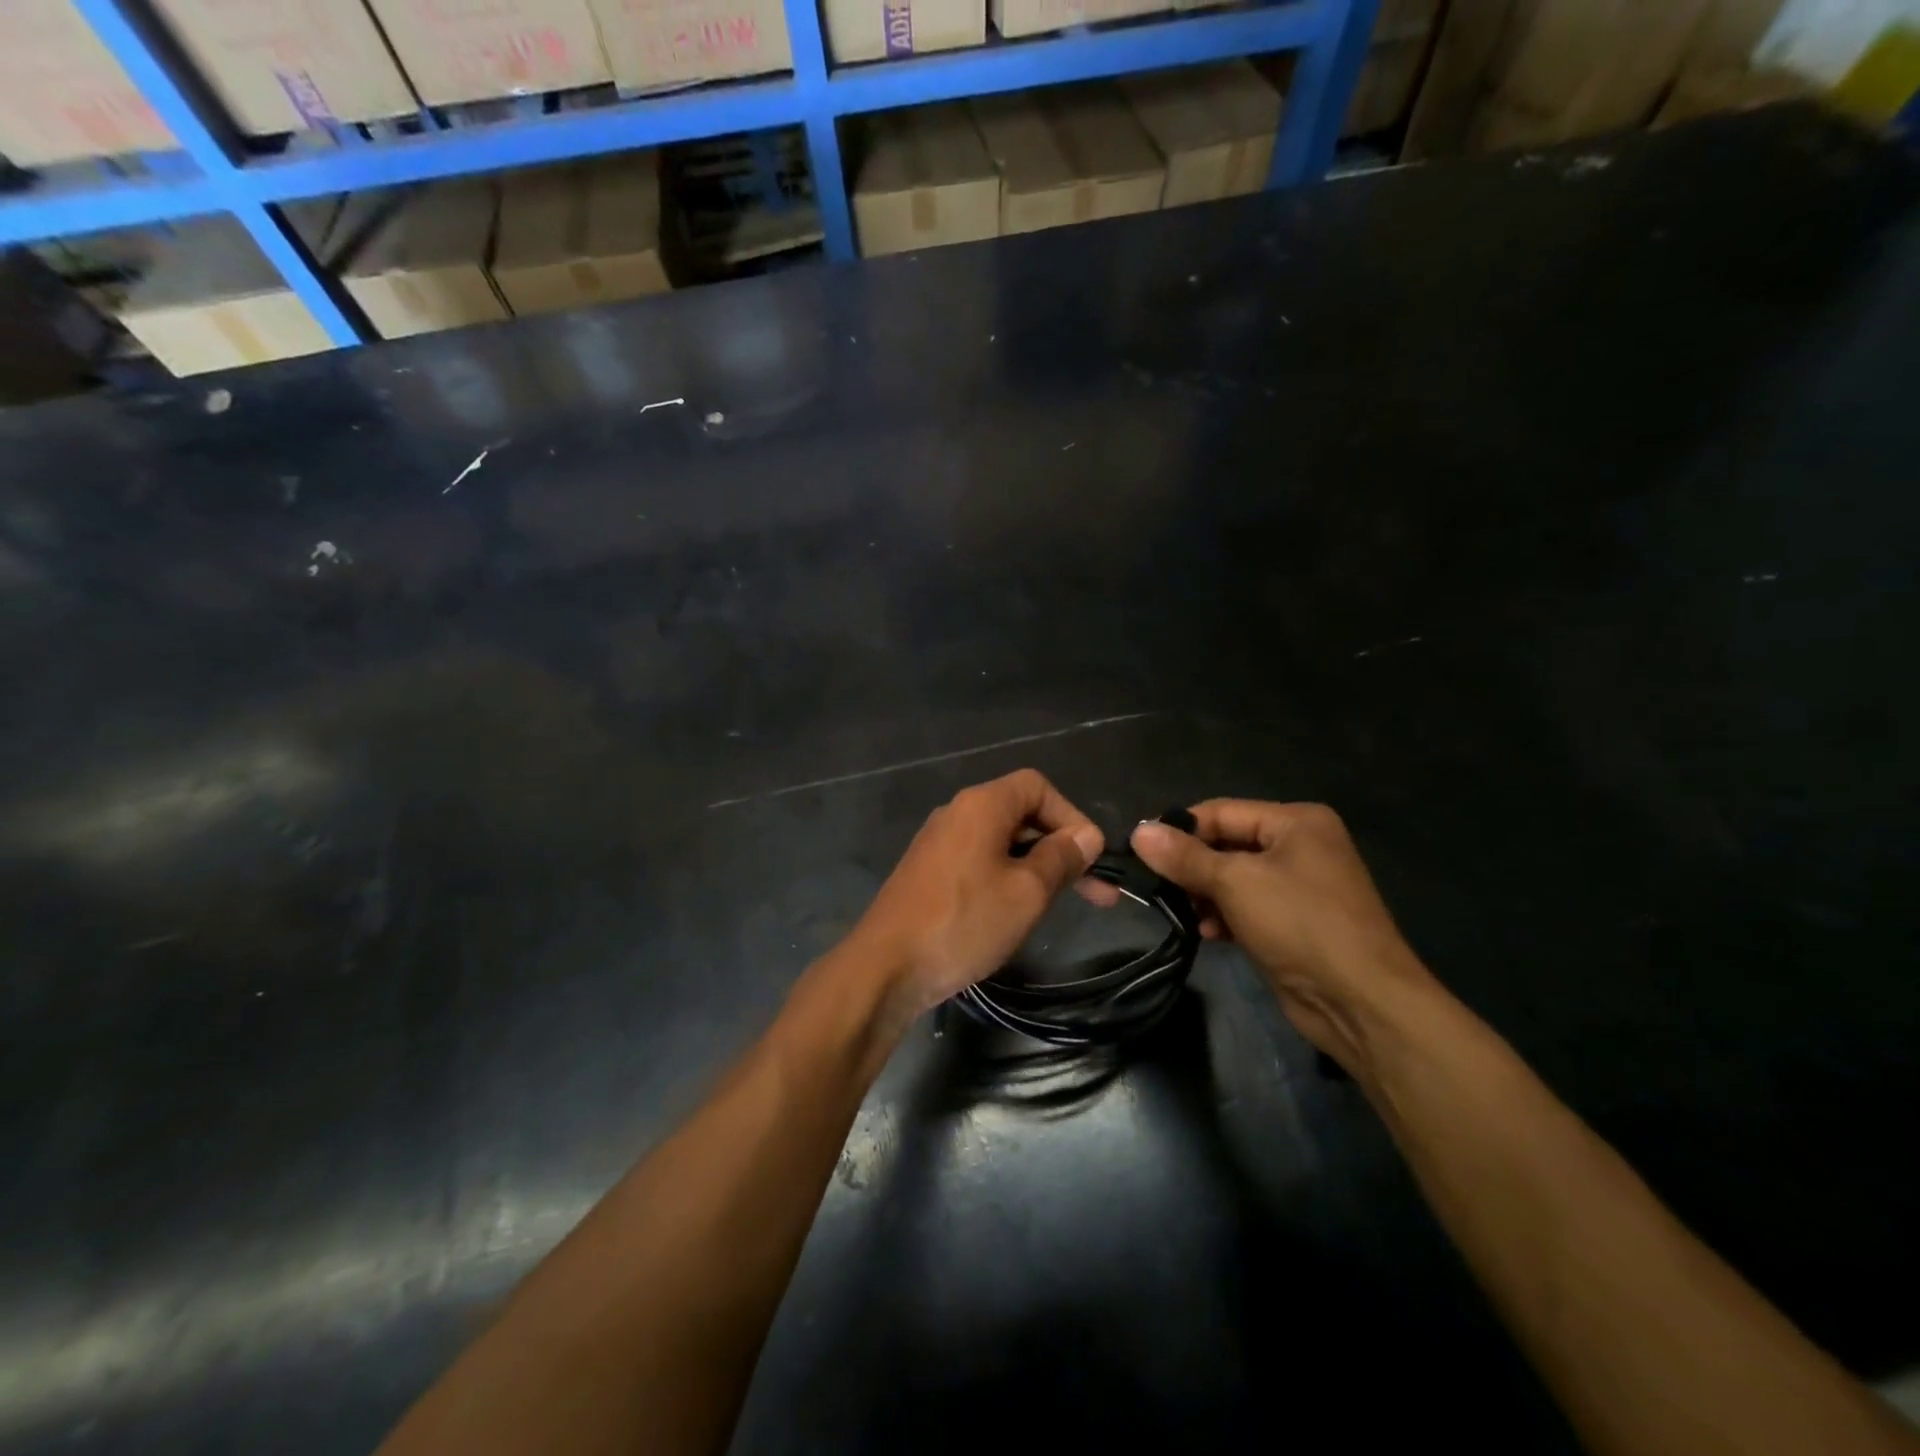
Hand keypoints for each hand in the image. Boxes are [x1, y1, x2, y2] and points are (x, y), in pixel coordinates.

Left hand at [851, 769, 1103, 1019]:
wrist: (885, 967)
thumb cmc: (964, 922)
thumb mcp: (1027, 892)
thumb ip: (1061, 858)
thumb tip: (1086, 836)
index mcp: (981, 805)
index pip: (1037, 786)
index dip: (1071, 815)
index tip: (1091, 856)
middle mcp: (957, 814)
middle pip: (1021, 813)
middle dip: (1061, 848)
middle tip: (1097, 891)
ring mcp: (938, 844)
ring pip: (1001, 842)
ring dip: (1037, 866)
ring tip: (1062, 904)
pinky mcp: (928, 873)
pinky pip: (979, 862)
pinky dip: (1007, 878)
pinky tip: (1017, 911)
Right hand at [1126, 801, 1438, 1076]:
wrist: (1361, 1003)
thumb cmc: (1300, 924)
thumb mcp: (1236, 882)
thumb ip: (1185, 856)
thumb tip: (1138, 832)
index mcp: (1295, 822)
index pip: (1221, 811)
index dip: (1179, 828)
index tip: (1138, 849)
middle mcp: (1299, 846)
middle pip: (1226, 844)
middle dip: (1190, 865)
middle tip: (1152, 883)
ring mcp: (1298, 887)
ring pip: (1232, 878)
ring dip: (1203, 894)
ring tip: (1178, 911)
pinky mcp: (1292, 923)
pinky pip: (1245, 907)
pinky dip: (1223, 916)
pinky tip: (1205, 933)